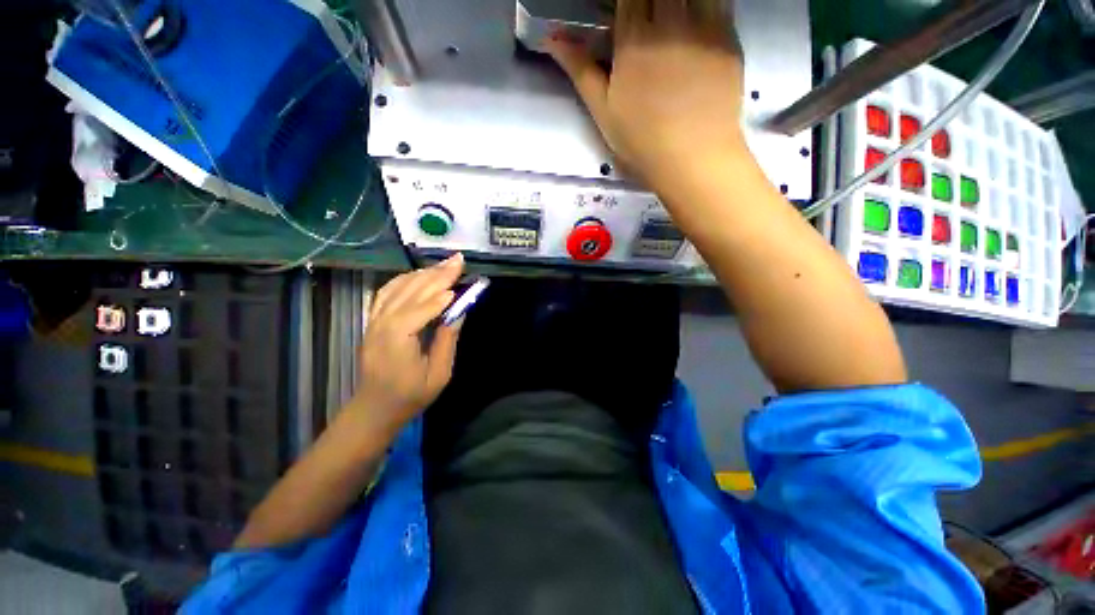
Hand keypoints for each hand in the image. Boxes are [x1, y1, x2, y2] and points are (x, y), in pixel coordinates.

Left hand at [354, 254, 464, 431]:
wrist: (375, 408)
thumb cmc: (410, 395)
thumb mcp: (438, 373)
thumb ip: (447, 339)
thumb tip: (459, 311)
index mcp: (397, 339)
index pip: (421, 308)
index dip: (442, 294)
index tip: (462, 280)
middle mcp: (382, 324)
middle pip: (411, 291)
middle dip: (437, 274)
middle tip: (459, 260)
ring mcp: (374, 320)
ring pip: (398, 287)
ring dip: (423, 273)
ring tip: (445, 264)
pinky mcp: (373, 320)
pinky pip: (387, 292)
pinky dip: (405, 279)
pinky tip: (420, 274)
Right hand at [546, 0, 745, 189]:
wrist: (693, 158)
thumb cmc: (641, 140)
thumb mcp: (603, 110)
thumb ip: (580, 68)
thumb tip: (551, 38)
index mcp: (634, 39)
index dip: (625, 0)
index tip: (624, 15)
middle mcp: (671, 21)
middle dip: (650, 1)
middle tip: (646, 20)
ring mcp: (706, 26)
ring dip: (677, 2)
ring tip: (669, 22)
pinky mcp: (730, 38)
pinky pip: (720, 2)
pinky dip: (706, 4)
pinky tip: (695, 22)